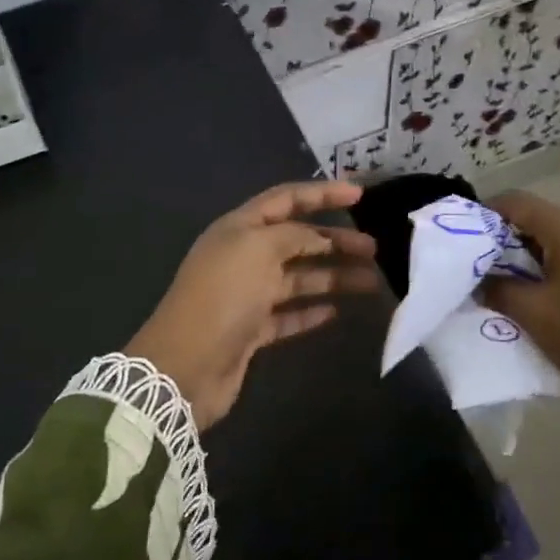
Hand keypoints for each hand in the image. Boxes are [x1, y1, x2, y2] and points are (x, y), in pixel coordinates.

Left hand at [128, 181, 381, 429]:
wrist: (186, 365)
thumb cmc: (223, 296)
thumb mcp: (259, 249)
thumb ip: (293, 235)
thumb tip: (317, 238)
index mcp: (239, 229)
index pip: (285, 199)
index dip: (322, 194)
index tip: (360, 194)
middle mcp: (243, 257)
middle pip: (297, 240)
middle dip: (334, 240)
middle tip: (373, 248)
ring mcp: (246, 295)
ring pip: (298, 278)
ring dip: (333, 277)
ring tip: (371, 282)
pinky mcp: (251, 330)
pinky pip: (288, 314)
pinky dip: (311, 311)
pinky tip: (337, 312)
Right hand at [480, 190, 559, 415]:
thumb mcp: (533, 313)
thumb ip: (498, 289)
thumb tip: (479, 280)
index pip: (517, 202)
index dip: (485, 213)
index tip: (461, 238)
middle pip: (537, 220)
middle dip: (502, 240)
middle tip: (476, 268)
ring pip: (554, 242)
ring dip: (524, 259)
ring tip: (501, 287)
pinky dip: (547, 271)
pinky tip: (537, 300)